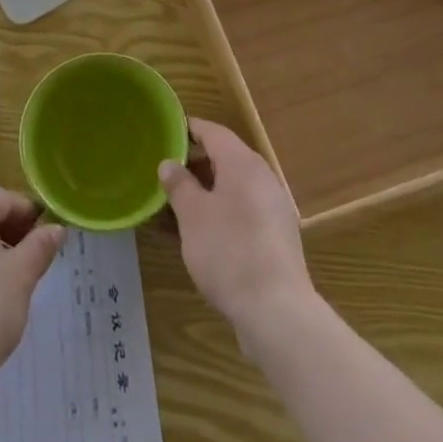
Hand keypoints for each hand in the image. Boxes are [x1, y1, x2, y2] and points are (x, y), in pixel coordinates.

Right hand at [160, 119, 315, 347]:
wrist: (277, 312)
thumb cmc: (229, 252)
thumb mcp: (193, 215)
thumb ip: (179, 184)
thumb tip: (169, 163)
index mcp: (243, 163)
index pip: (213, 131)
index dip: (188, 129)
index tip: (165, 133)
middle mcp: (262, 178)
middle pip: (224, 159)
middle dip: (194, 165)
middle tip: (164, 175)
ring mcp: (273, 208)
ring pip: (232, 188)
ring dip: (205, 193)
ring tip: (175, 208)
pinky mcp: (276, 237)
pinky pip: (242, 211)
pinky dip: (220, 214)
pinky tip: (199, 236)